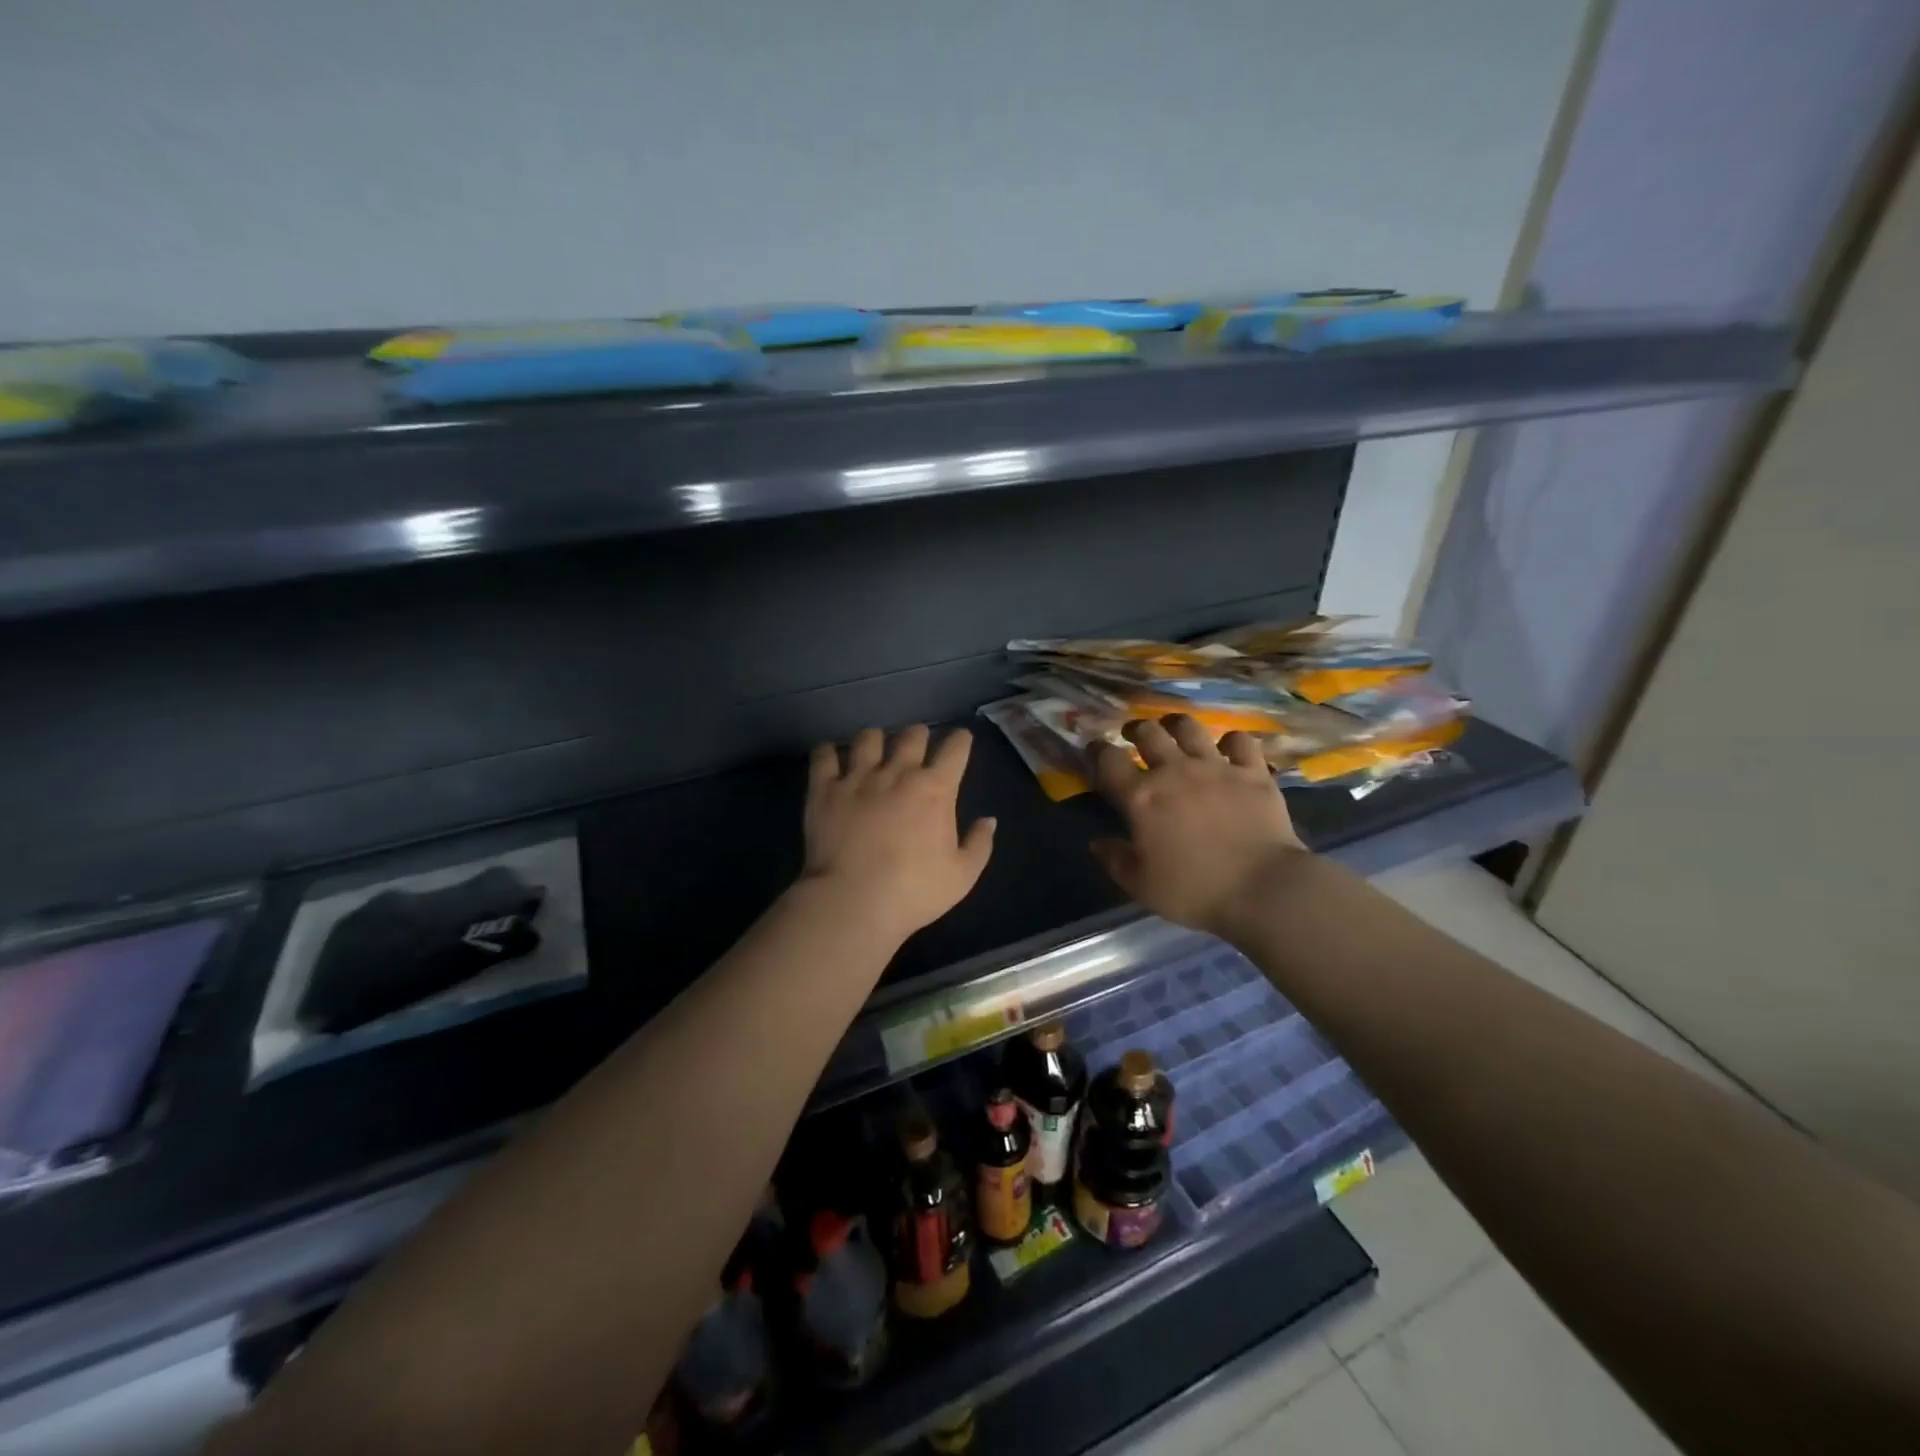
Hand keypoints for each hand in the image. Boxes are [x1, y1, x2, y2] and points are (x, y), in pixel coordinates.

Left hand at [801, 725, 995, 941]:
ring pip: (868, 737)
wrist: (853, 902)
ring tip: (874, 748)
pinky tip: (830, 756)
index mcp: (935, 789)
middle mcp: (897, 772)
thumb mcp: (962, 876)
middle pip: (911, 735)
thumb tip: (988, 820)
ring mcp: (857, 777)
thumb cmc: (913, 892)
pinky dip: (828, 751)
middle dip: (919, 735)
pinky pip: (823, 755)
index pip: (955, 749)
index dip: (961, 740)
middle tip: (917, 744)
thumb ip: (979, 844)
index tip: (961, 740)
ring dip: (876, 739)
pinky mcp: (824, 789)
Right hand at [1089, 715, 1307, 939]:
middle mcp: (1174, 771)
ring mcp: (1216, 767)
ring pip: (1189, 728)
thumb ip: (1115, 860)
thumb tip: (1097, 843)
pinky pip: (1240, 741)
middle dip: (1135, 730)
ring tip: (1174, 729)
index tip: (1094, 751)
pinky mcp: (1252, 772)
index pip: (1108, 760)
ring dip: (1176, 725)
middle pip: (1147, 733)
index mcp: (1141, 798)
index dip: (1097, 751)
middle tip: (1133, 735)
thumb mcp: (1141, 886)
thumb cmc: (1194, 890)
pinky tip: (1228, 749)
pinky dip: (1231, 741)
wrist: (1262, 889)